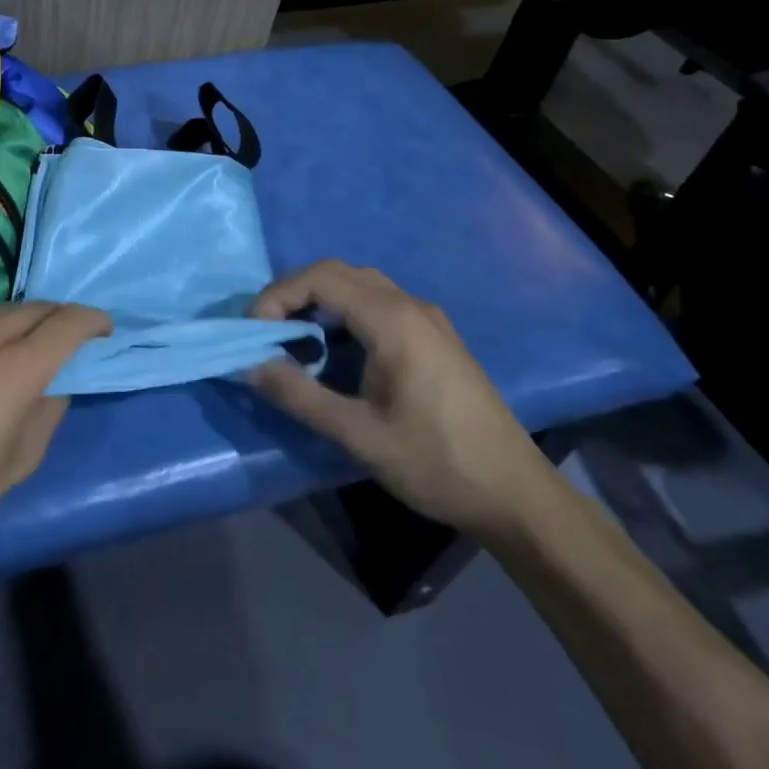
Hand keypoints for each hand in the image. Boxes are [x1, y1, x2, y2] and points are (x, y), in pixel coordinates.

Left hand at [0, 303, 111, 568]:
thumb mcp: (18, 462)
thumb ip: (48, 411)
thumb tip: (55, 381)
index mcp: (15, 369)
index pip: (69, 322)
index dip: (93, 321)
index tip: (103, 331)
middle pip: (37, 308)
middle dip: (59, 319)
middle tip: (66, 341)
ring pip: (2, 311)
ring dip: (22, 325)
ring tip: (21, 352)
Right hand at [250, 261, 554, 536]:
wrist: (517, 495)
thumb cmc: (437, 463)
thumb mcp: (359, 435)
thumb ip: (300, 396)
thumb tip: (251, 367)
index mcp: (393, 320)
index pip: (320, 278)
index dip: (278, 295)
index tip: (255, 332)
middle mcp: (410, 305)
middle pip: (338, 273)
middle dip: (294, 294)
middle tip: (268, 332)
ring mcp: (428, 318)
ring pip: (360, 285)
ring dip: (320, 301)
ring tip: (295, 339)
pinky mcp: (436, 336)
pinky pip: (379, 303)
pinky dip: (345, 312)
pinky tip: (338, 350)